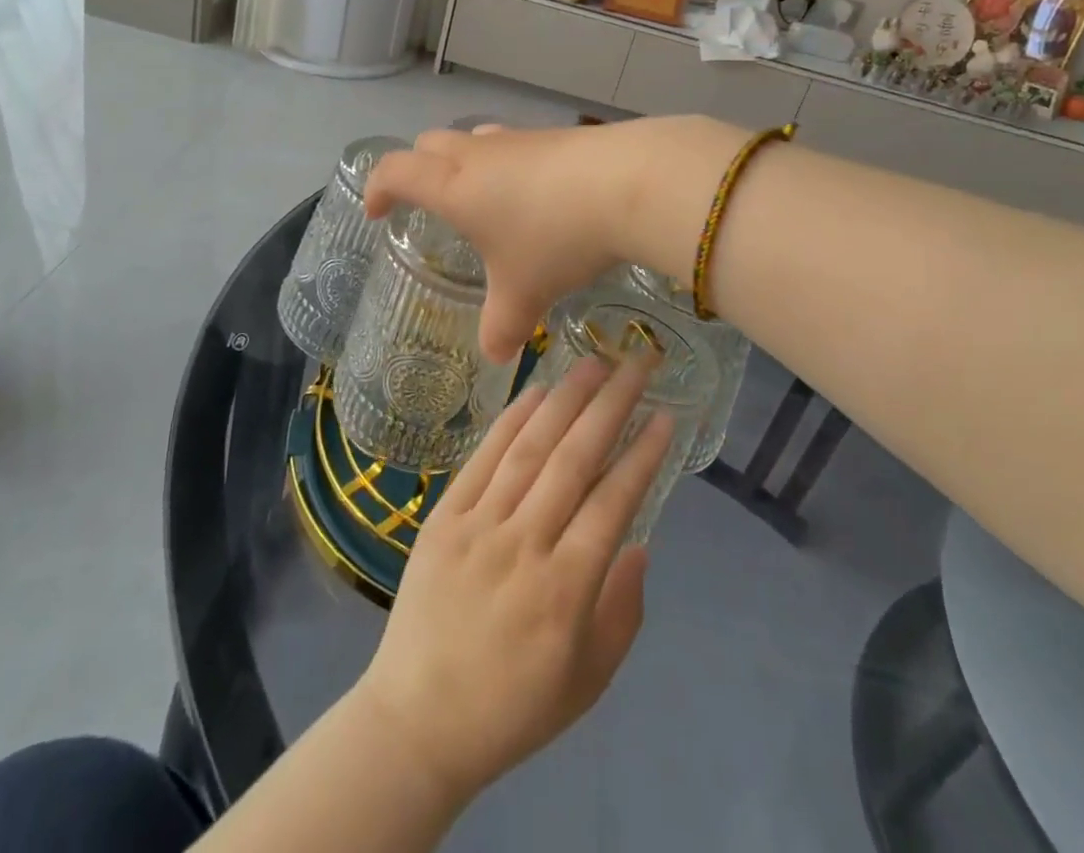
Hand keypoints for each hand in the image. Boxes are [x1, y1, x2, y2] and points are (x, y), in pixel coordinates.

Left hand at [351, 356, 674, 804]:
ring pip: (530, 448)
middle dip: (611, 406)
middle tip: (637, 365)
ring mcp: (479, 525)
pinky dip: (512, 419)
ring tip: (593, 362)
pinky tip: (536, 391)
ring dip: (565, 399)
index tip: (665, 416)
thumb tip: (640, 542)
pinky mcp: (444, 516)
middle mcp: (524, 546)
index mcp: (565, 591)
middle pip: (574, 460)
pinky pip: (483, 458)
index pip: (613, 504)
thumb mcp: (588, 681)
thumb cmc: (513, 707)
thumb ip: (623, 610)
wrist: (418, 720)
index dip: (642, 456)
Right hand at [364, 117, 741, 361]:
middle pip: (429, 143)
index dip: (378, 188)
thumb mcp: (524, 293)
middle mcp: (480, 154)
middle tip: (429, 204)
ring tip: (484, 200)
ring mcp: (521, 139)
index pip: (395, 171)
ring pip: (476, 139)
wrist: (629, 182)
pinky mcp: (558, 136)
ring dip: (466, 163)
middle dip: (418, 170)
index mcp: (454, 186)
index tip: (377, 214)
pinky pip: (516, 145)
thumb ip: (502, 326)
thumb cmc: (556, 238)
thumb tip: (495, 354)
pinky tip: (538, 197)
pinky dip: (510, 165)